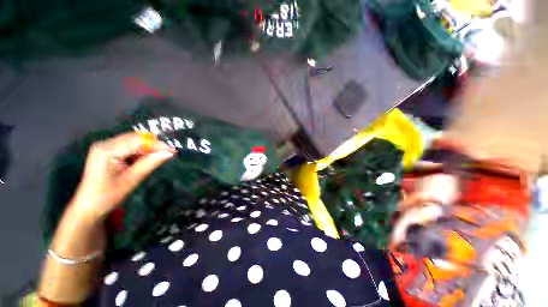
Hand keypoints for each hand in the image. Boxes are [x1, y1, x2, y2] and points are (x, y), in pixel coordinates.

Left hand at [70, 132, 175, 221]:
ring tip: (160, 156)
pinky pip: (129, 146)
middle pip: (135, 138)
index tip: (173, 151)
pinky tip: (146, 158)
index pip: (138, 141)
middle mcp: (105, 143)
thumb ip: (151, 163)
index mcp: (107, 150)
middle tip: (168, 153)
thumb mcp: (132, 179)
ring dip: (148, 148)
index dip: (157, 144)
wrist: (89, 206)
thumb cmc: (109, 195)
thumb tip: (170, 153)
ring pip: (133, 141)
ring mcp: (105, 146)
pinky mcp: (108, 150)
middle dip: (154, 145)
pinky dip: (140, 151)